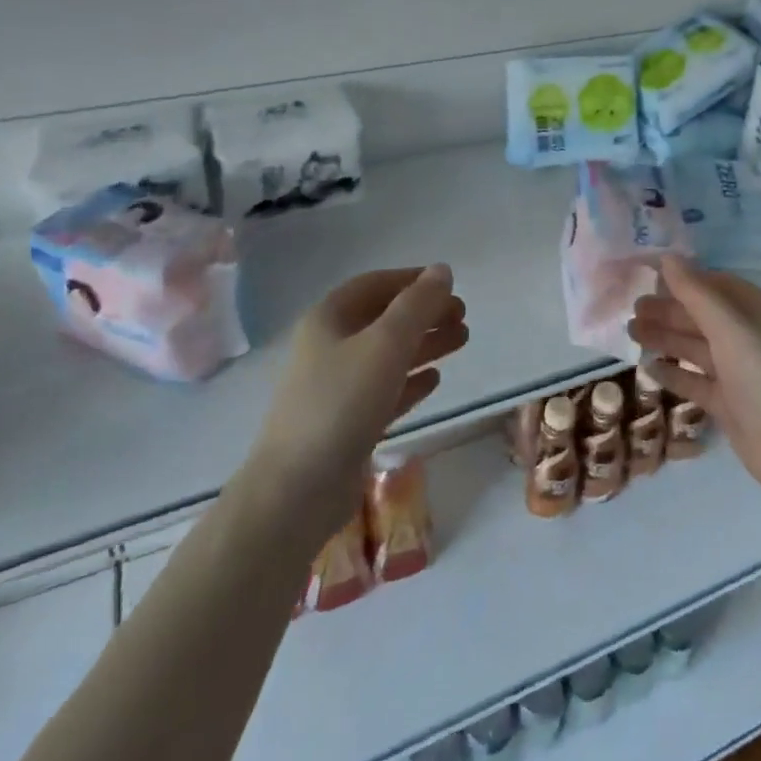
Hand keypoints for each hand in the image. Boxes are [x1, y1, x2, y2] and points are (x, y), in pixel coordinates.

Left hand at [241, 265, 466, 544]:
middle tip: (463, 316)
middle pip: (384, 319)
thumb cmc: (341, 403)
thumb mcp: (386, 344)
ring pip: (388, 354)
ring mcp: (336, 387)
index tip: (450, 284)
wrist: (297, 490)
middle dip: (424, 313)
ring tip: (463, 340)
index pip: (375, 284)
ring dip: (425, 344)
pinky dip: (411, 380)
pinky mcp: (347, 423)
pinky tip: (436, 380)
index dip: (412, 279)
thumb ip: (418, 305)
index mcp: (329, 319)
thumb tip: (443, 270)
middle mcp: (330, 347)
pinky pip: (385, 390)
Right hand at [627, 255, 760, 496]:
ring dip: (666, 338)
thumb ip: (696, 294)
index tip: (648, 274)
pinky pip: (697, 381)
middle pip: (704, 316)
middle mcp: (752, 337)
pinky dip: (674, 373)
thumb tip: (667, 256)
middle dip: (669, 311)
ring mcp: (741, 372)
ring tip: (631, 332)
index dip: (684, 279)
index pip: (717, 285)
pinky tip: (647, 368)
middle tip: (632, 309)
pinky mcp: (730, 403)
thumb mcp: (730, 329)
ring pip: (697, 347)